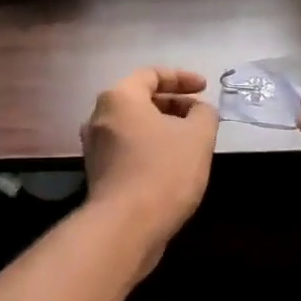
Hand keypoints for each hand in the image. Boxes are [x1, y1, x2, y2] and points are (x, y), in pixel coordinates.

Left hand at [81, 67, 218, 253]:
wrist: (126, 226)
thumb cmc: (164, 170)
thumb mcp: (198, 136)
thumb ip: (204, 114)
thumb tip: (199, 110)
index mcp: (119, 98)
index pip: (151, 74)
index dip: (182, 78)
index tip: (205, 88)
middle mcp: (99, 117)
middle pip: (139, 99)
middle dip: (173, 104)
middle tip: (199, 115)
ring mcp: (94, 147)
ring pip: (133, 126)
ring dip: (162, 127)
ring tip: (189, 140)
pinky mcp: (98, 173)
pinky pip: (127, 148)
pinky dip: (149, 147)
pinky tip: (172, 164)